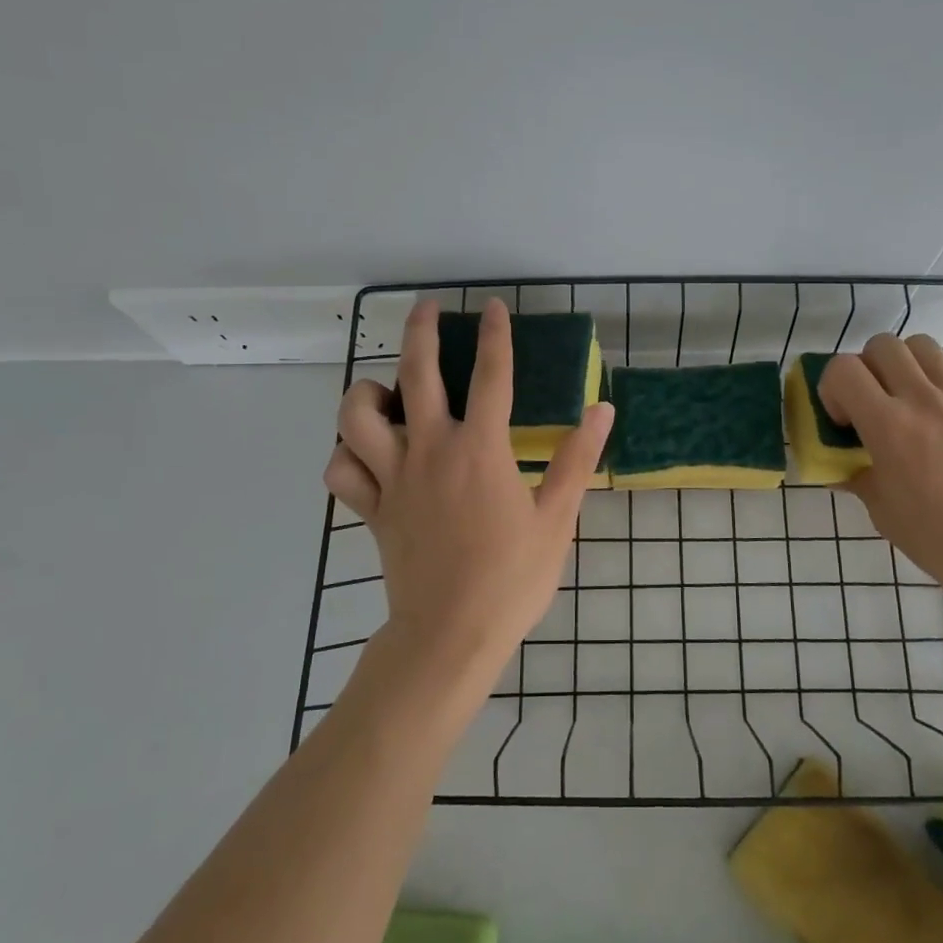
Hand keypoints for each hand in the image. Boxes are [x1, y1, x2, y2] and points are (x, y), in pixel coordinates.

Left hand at [324, 298, 614, 683]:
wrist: (451, 634)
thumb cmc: (511, 577)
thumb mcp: (557, 518)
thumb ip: (577, 459)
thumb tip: (602, 409)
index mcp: (480, 450)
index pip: (491, 376)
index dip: (495, 336)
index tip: (494, 308)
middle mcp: (431, 451)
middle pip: (416, 374)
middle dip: (421, 332)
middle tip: (427, 309)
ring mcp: (394, 479)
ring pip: (357, 418)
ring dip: (366, 393)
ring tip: (386, 391)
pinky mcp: (372, 509)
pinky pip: (340, 471)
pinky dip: (345, 454)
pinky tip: (364, 453)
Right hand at [818, 334, 942, 598]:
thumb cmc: (937, 536)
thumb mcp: (881, 510)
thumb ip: (857, 476)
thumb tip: (840, 466)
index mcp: (888, 426)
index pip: (843, 369)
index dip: (832, 387)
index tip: (842, 419)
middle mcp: (922, 399)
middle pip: (882, 345)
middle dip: (866, 368)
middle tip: (871, 402)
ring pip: (922, 345)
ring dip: (904, 363)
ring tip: (907, 395)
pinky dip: (941, 370)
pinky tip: (941, 400)